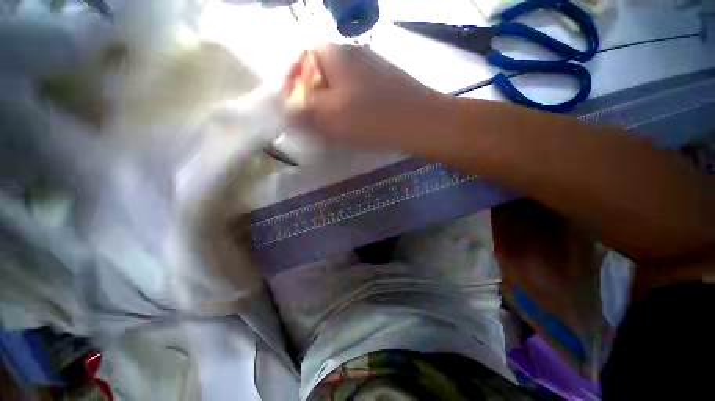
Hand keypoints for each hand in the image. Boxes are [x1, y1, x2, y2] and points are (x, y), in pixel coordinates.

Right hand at [285, 44, 447, 152]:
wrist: (422, 123)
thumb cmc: (374, 119)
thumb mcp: (331, 117)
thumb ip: (302, 111)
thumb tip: (285, 110)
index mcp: (333, 54)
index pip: (298, 62)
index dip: (290, 87)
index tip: (292, 111)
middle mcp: (350, 55)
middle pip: (318, 77)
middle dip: (311, 102)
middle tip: (312, 126)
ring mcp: (368, 69)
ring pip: (336, 89)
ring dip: (329, 109)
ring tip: (332, 130)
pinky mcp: (380, 86)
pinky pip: (354, 96)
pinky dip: (346, 111)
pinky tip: (352, 126)